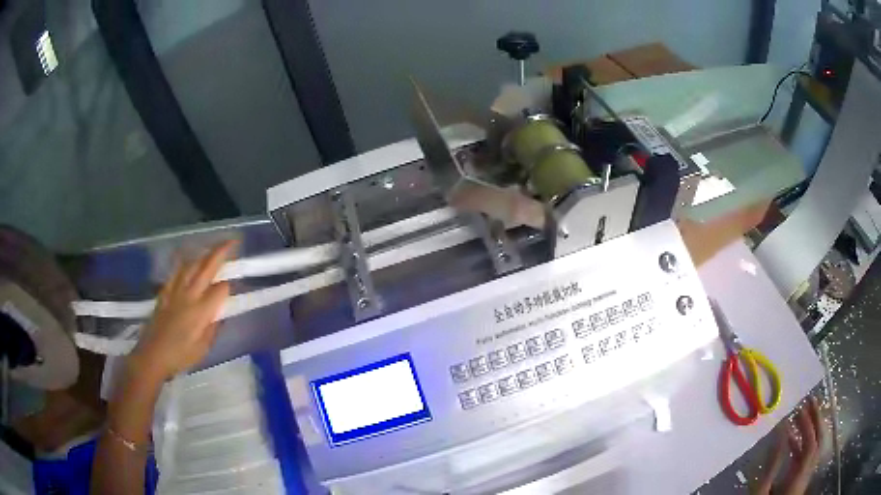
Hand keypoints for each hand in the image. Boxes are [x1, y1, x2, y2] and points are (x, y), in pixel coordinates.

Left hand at [130, 241, 235, 382]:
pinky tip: (188, 262)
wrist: (152, 355)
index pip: (220, 289)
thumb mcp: (202, 349)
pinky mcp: (164, 292)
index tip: (232, 292)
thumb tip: (219, 314)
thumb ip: (212, 328)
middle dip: (221, 252)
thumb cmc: (180, 356)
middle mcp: (189, 295)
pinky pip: (176, 271)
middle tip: (232, 241)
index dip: (228, 287)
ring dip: (203, 254)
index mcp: (201, 311)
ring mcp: (175, 291)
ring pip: (191, 264)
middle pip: (207, 267)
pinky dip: (184, 263)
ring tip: (211, 250)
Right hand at [755, 396, 824, 494]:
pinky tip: (792, 440)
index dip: (809, 425)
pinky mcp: (799, 481)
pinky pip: (806, 457)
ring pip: (814, 448)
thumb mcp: (760, 492)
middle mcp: (806, 474)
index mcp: (799, 478)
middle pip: (818, 443)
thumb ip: (773, 463)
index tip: (799, 409)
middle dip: (816, 420)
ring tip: (802, 414)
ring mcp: (804, 477)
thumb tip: (781, 431)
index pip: (811, 445)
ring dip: (810, 430)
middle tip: (810, 400)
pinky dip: (802, 444)